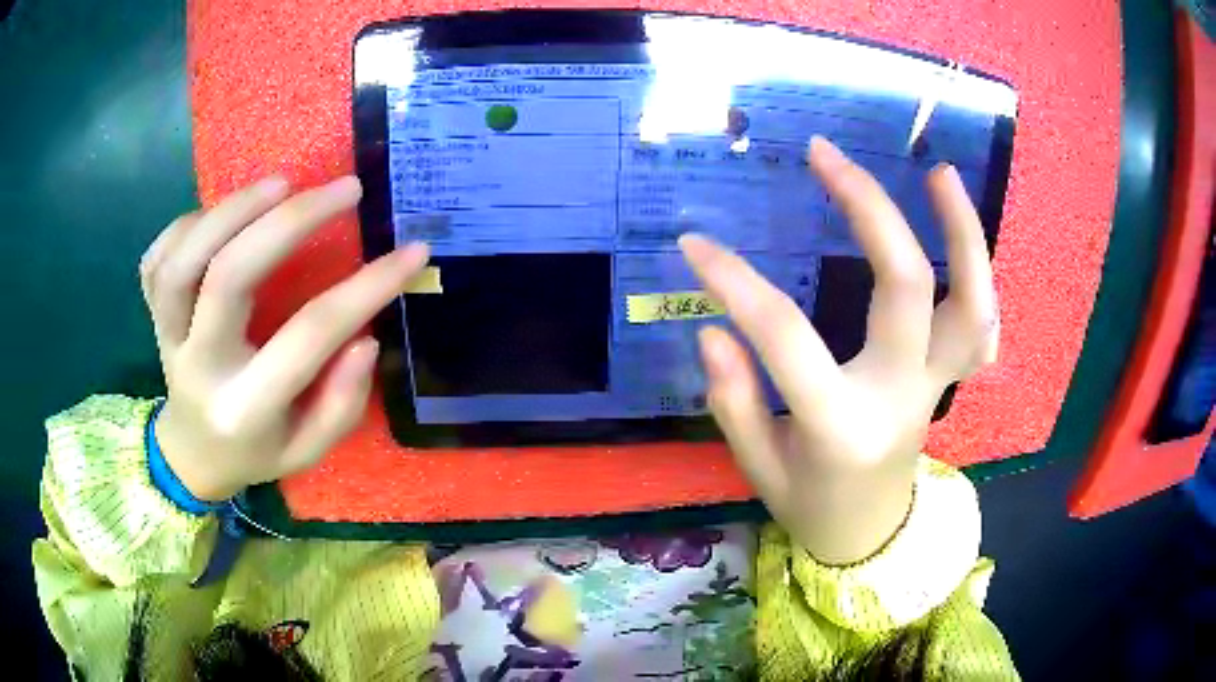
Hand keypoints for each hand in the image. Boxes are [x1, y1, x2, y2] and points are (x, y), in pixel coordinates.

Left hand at [139, 175, 429, 500]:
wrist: (191, 453)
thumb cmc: (256, 451)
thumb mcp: (308, 450)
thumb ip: (340, 403)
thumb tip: (364, 337)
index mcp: (245, 408)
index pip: (309, 337)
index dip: (366, 288)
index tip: (412, 251)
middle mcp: (200, 367)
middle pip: (229, 277)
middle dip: (290, 222)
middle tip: (343, 189)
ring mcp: (167, 336)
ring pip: (184, 259)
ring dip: (233, 209)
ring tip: (281, 184)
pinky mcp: (151, 314)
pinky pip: (158, 257)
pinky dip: (191, 223)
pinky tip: (224, 217)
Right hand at [681, 137, 997, 564]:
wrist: (871, 534)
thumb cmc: (810, 505)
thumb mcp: (758, 468)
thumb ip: (734, 401)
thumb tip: (716, 330)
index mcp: (842, 427)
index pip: (785, 339)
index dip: (735, 283)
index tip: (695, 244)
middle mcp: (901, 395)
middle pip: (905, 286)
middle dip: (867, 208)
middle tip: (826, 154)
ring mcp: (936, 384)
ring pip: (971, 303)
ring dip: (962, 232)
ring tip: (939, 172)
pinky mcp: (950, 378)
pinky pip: (981, 324)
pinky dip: (978, 273)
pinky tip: (959, 228)